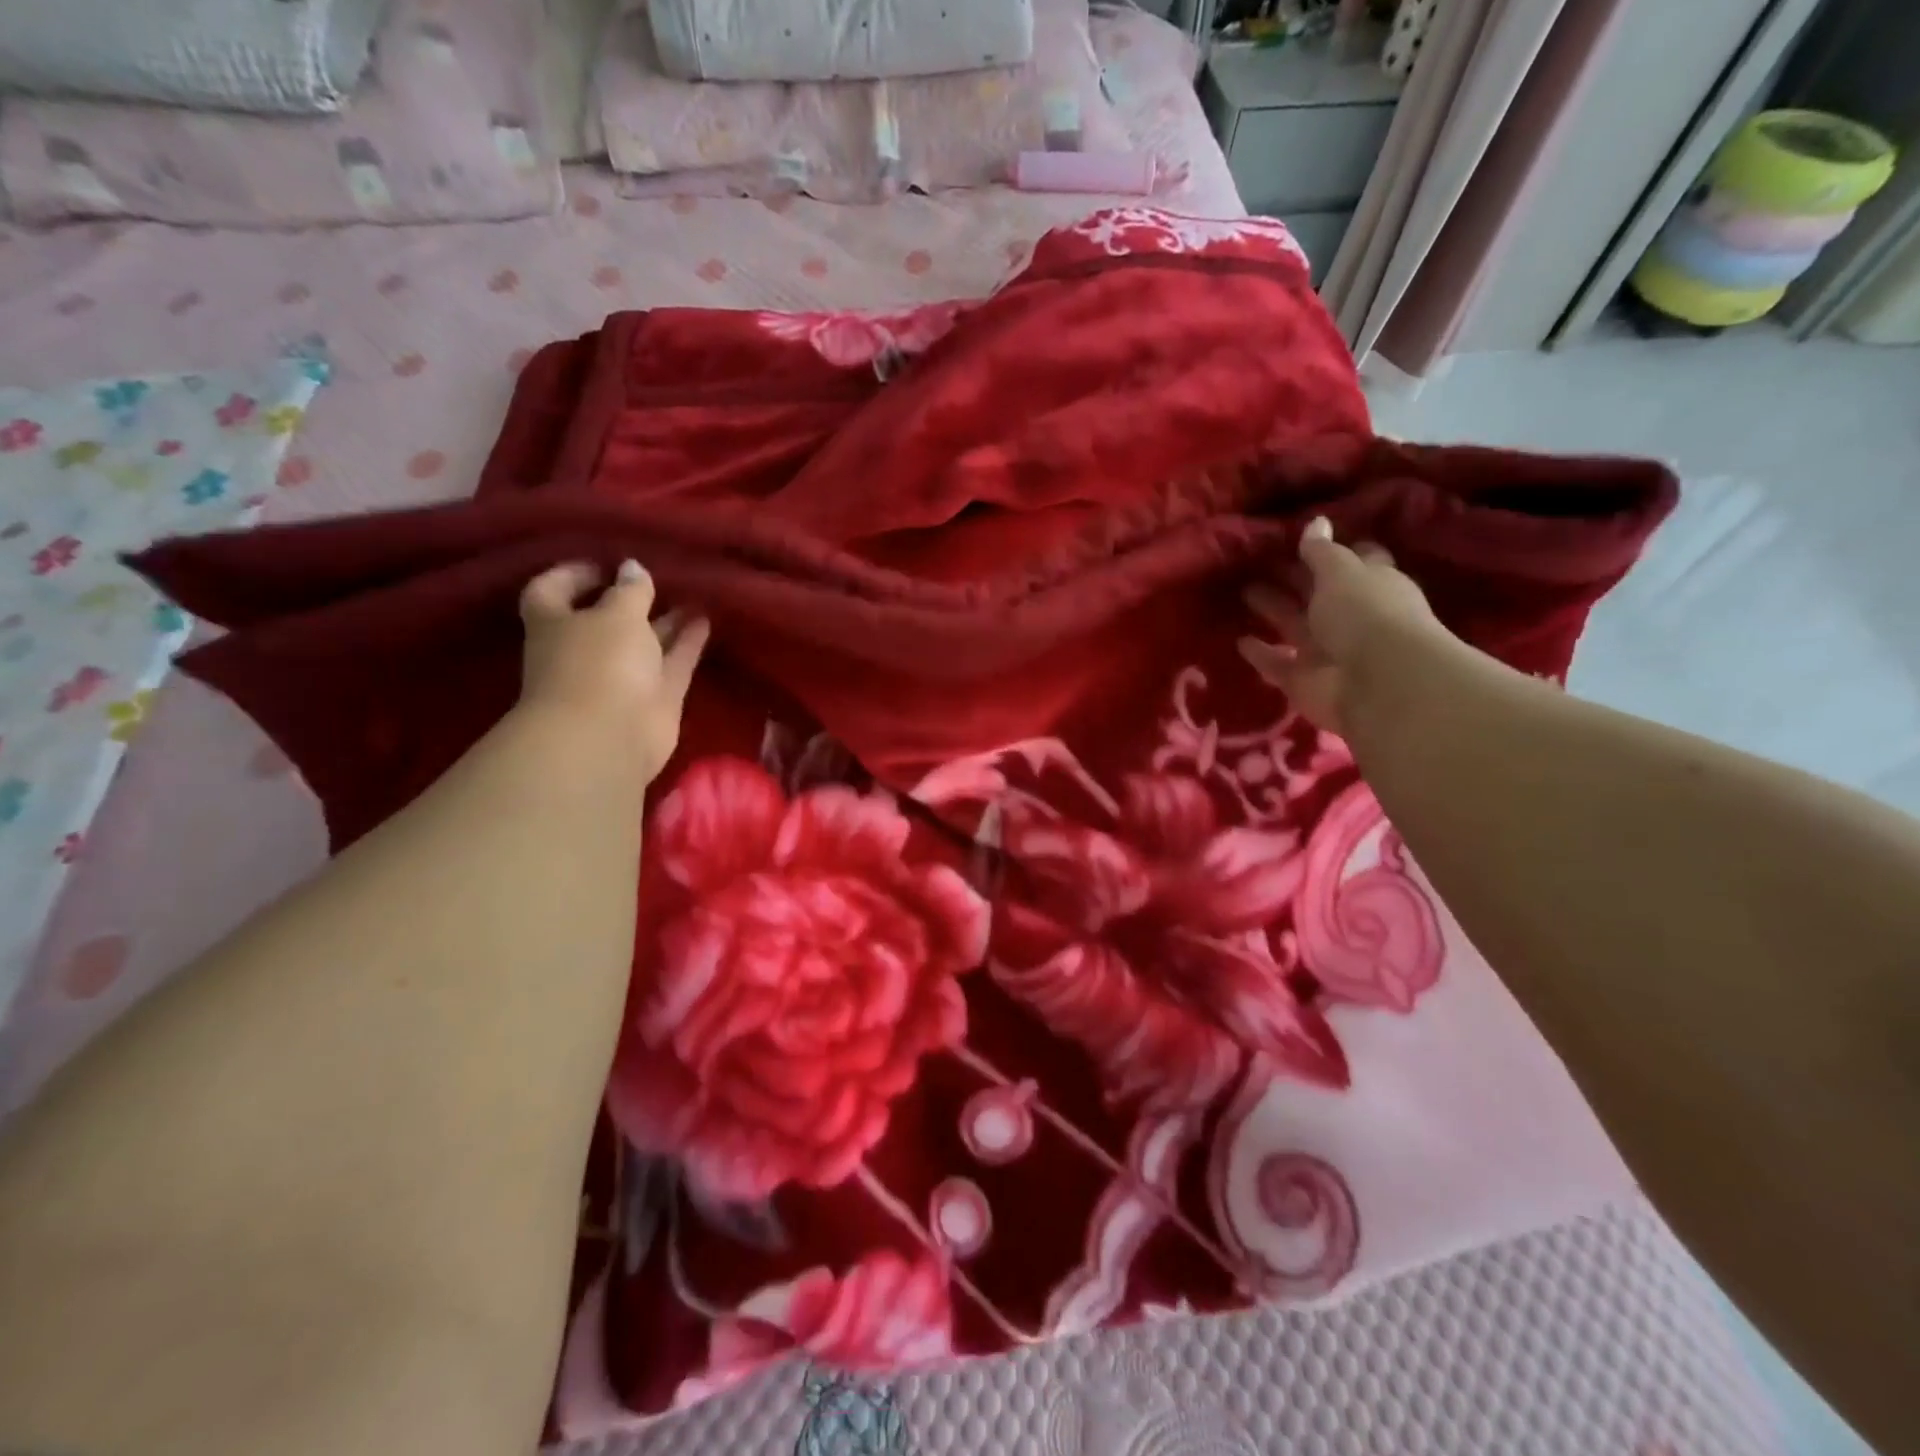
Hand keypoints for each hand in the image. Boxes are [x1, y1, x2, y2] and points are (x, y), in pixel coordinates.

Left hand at [518, 559, 709, 779]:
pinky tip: (705, 620)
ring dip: (666, 621)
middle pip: (605, 619)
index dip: (572, 575)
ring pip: (645, 642)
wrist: (609, 737)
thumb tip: (632, 568)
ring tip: (693, 595)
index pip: (551, 591)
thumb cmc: (598, 663)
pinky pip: (672, 663)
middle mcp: (585, 650)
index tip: (603, 563)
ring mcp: (620, 677)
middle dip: (630, 599)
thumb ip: (630, 590)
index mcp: (555, 624)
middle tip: (659, 577)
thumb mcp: (616, 614)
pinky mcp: (654, 698)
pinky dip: (687, 643)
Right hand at [1238, 516, 1455, 736]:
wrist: (1375, 684)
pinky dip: (1260, 653)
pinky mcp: (1303, 680)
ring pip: (1294, 625)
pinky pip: (1276, 663)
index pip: (1353, 561)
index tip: (1301, 538)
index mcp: (1371, 584)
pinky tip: (1239, 640)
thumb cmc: (1364, 614)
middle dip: (1292, 577)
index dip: (1330, 550)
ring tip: (1243, 591)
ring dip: (1272, 610)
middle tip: (1256, 561)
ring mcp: (1326, 650)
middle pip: (1317, 593)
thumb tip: (1316, 521)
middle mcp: (1351, 616)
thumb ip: (1322, 550)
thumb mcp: (1341, 572)